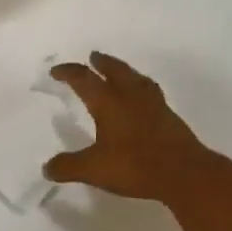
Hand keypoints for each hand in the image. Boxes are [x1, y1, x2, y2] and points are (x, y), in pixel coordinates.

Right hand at [43, 52, 223, 204]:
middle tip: (94, 57)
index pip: (84, 80)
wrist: (185, 173)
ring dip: (124, 71)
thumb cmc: (135, 165)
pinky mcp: (169, 117)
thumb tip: (47, 168)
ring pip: (136, 79)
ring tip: (119, 72)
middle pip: (115, 71)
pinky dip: (141, 88)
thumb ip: (68, 167)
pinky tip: (141, 99)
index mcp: (109, 103)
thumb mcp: (94, 169)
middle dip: (102, 63)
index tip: (56, 71)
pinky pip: (151, 93)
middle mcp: (131, 97)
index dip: (68, 73)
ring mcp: (154, 105)